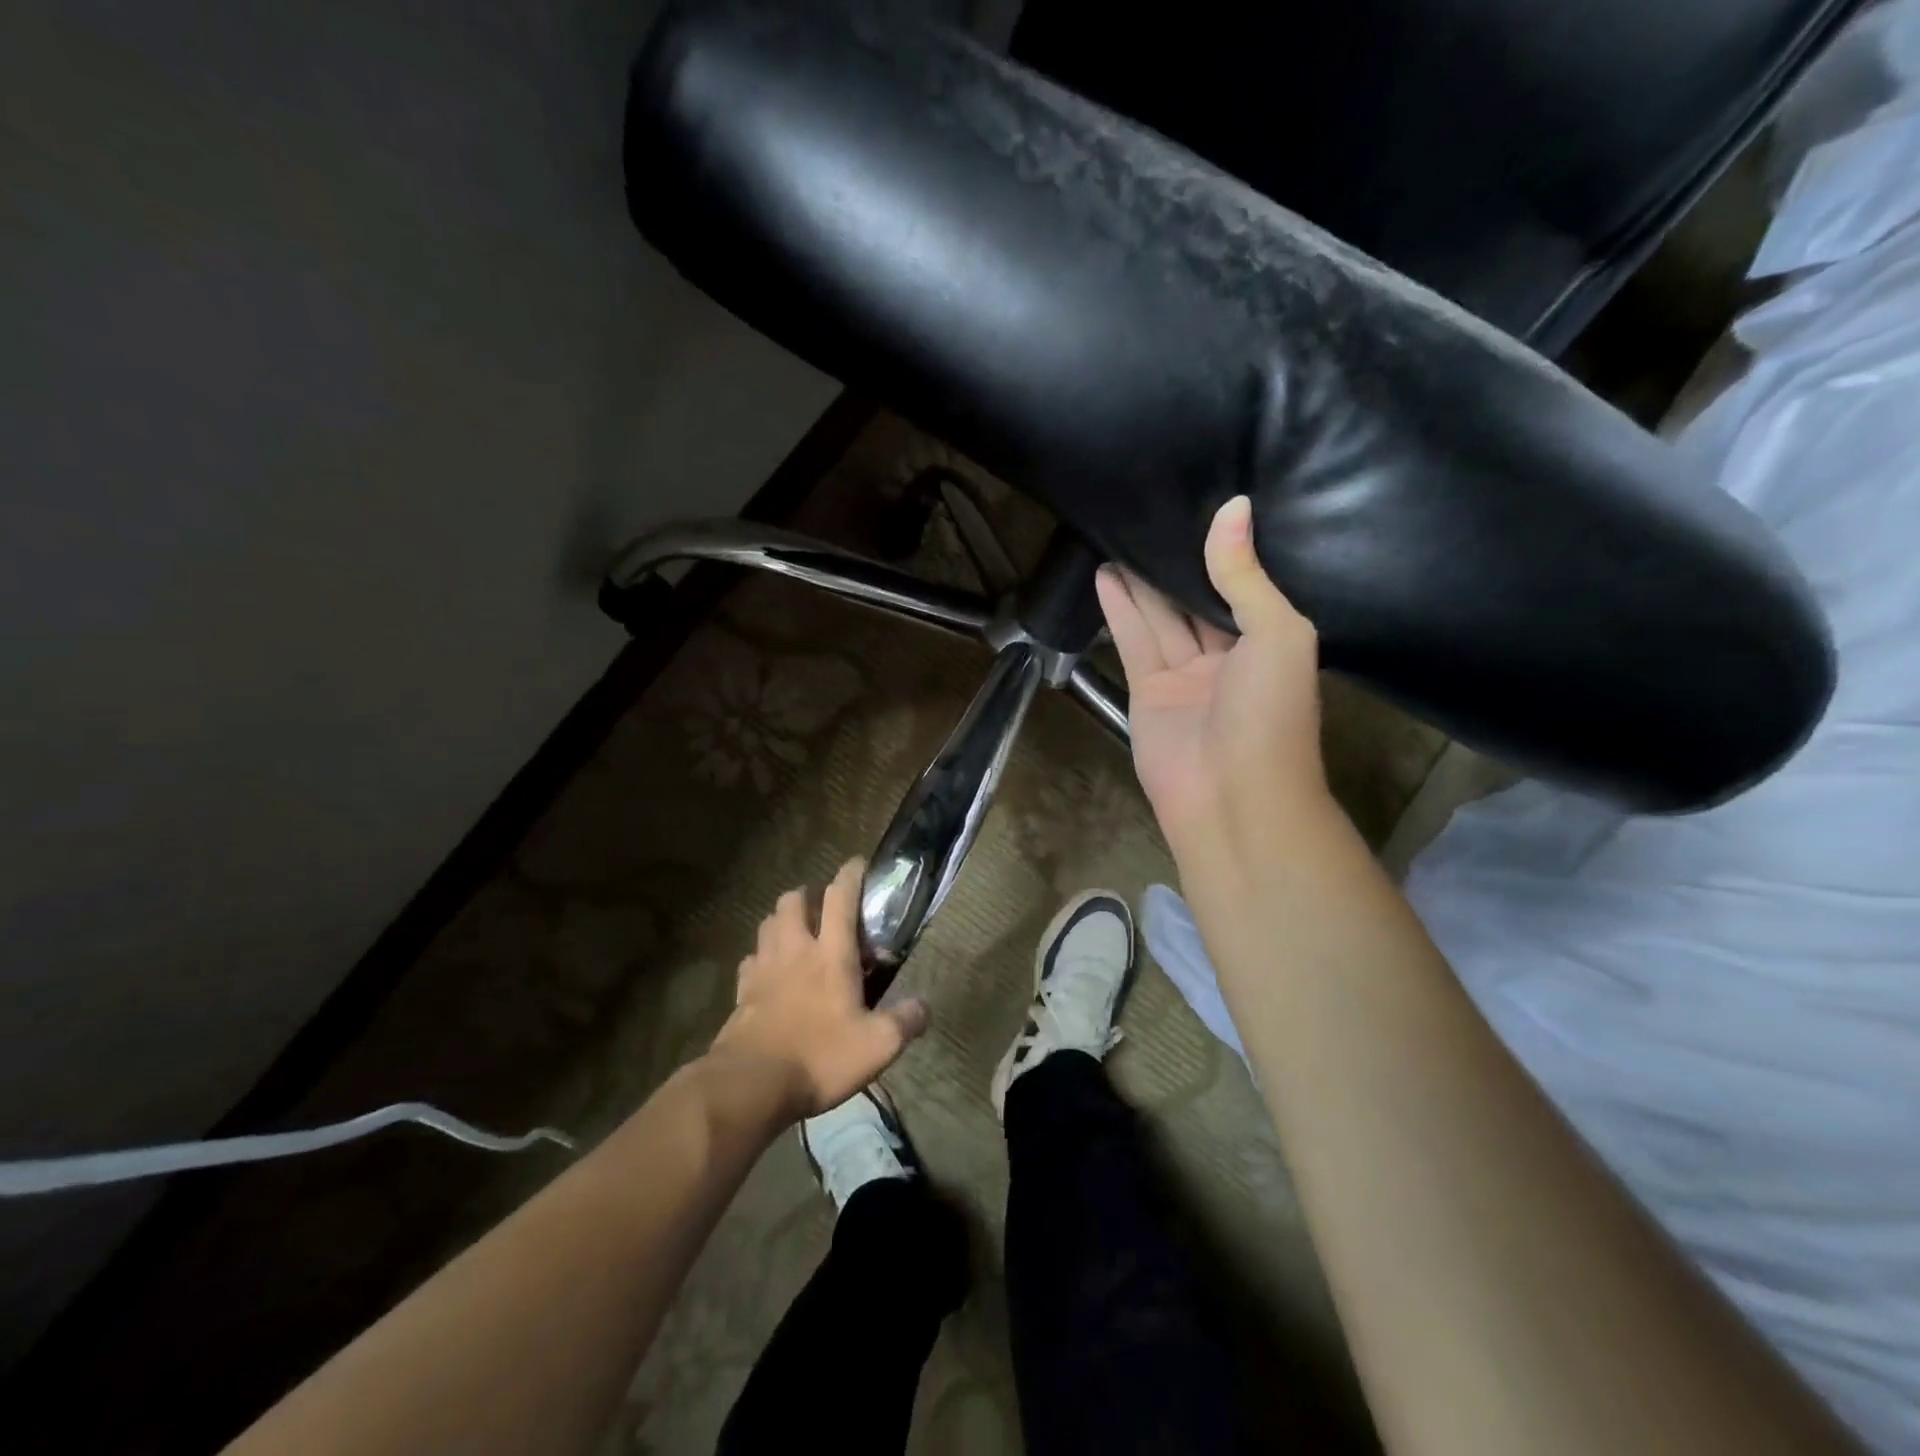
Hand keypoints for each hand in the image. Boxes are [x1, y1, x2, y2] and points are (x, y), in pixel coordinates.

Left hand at [709, 859, 930, 1120]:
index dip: (850, 875)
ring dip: (781, 921)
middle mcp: (795, 950)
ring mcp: (763, 969)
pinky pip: (750, 961)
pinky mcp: (741, 993)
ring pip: (767, 924)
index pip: (840, 898)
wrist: (751, 1085)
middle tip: (821, 909)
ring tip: (795, 934)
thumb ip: (906, 1021)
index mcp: (831, 954)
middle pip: (793, 901)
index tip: (858, 864)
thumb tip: (925, 1007)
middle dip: (807, 895)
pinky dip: (760, 958)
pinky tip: (769, 972)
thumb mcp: (878, 1046)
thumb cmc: (820, 1057)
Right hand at [1095, 496, 1329, 857]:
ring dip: (1141, 582)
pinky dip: (1120, 610)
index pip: (1243, 587)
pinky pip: (1134, 642)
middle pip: (1196, 601)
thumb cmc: (1271, 713)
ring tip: (1119, 536)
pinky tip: (1106, 575)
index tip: (1201, 508)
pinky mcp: (1147, 691)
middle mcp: (1228, 657)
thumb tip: (1233, 508)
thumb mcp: (1276, 634)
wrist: (1234, 796)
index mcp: (1270, 643)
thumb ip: (1245, 576)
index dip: (1222, 552)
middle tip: (1151, 515)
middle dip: (1175, 565)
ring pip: (1161, 618)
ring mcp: (1185, 676)